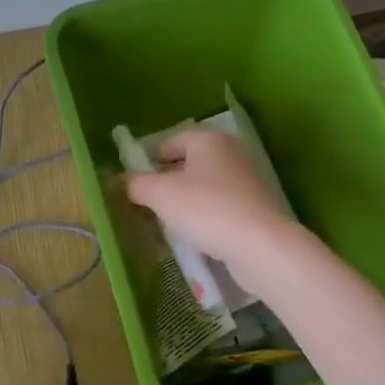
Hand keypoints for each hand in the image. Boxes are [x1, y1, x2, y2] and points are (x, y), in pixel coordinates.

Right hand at [125, 127, 298, 281]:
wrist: (260, 245)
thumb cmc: (206, 209)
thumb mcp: (160, 195)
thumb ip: (136, 184)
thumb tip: (124, 181)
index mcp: (208, 139)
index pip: (169, 141)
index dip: (147, 160)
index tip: (133, 183)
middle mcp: (230, 152)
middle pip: (187, 163)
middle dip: (166, 182)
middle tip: (147, 204)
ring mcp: (246, 179)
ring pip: (203, 185)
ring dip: (184, 201)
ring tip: (168, 222)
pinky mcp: (255, 205)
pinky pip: (219, 204)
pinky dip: (204, 215)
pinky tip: (195, 234)